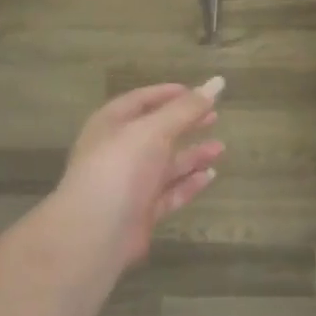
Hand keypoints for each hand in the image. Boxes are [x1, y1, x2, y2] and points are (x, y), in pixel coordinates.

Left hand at [54, 78, 226, 268]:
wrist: (94, 234)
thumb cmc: (120, 167)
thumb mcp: (154, 130)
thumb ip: (187, 109)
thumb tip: (217, 81)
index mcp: (112, 124)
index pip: (142, 100)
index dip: (170, 94)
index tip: (199, 92)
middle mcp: (119, 151)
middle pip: (157, 131)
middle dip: (185, 124)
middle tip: (215, 117)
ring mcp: (129, 183)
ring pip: (165, 164)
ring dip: (192, 155)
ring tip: (221, 148)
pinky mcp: (140, 212)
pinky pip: (169, 192)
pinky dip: (189, 183)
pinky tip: (210, 176)